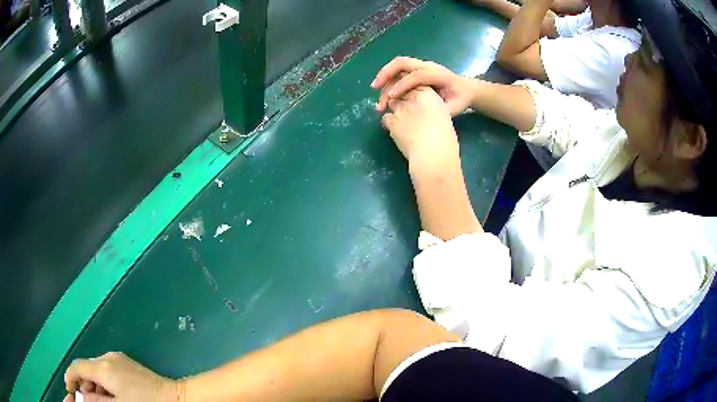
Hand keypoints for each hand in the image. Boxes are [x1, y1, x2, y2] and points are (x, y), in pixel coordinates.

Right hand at [64, 352, 179, 401]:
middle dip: (84, 384)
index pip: (78, 366)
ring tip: (101, 401)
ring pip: (97, 369)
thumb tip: (81, 397)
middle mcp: (108, 358)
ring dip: (94, 384)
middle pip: (87, 367)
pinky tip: (112, 396)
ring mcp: (118, 359)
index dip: (70, 377)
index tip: (69, 389)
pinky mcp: (127, 363)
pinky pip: (107, 370)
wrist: (176, 398)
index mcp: (103, 367)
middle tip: (88, 401)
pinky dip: (104, 382)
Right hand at [372, 57, 475, 116]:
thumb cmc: (461, 100)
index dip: (403, 86)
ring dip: (385, 74)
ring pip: (399, 64)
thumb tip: (419, 113)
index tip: (391, 98)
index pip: (417, 75)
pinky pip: (400, 69)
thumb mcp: (454, 108)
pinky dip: (390, 76)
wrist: (467, 89)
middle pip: (403, 62)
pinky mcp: (417, 69)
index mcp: (439, 74)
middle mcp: (429, 66)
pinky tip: (383, 88)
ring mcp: (422, 65)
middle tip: (375, 87)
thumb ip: (439, 110)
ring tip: (375, 89)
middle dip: (387, 73)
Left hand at [380, 86, 458, 169]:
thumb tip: (426, 113)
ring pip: (391, 103)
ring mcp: (400, 109)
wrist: (433, 154)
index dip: (412, 92)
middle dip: (402, 98)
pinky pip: (385, 117)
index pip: (415, 85)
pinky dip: (389, 122)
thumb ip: (432, 110)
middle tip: (406, 110)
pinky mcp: (391, 121)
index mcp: (430, 95)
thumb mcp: (444, 118)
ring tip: (402, 122)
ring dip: (395, 109)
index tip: (414, 100)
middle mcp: (413, 97)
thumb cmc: (445, 140)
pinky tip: (397, 131)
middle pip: (401, 91)